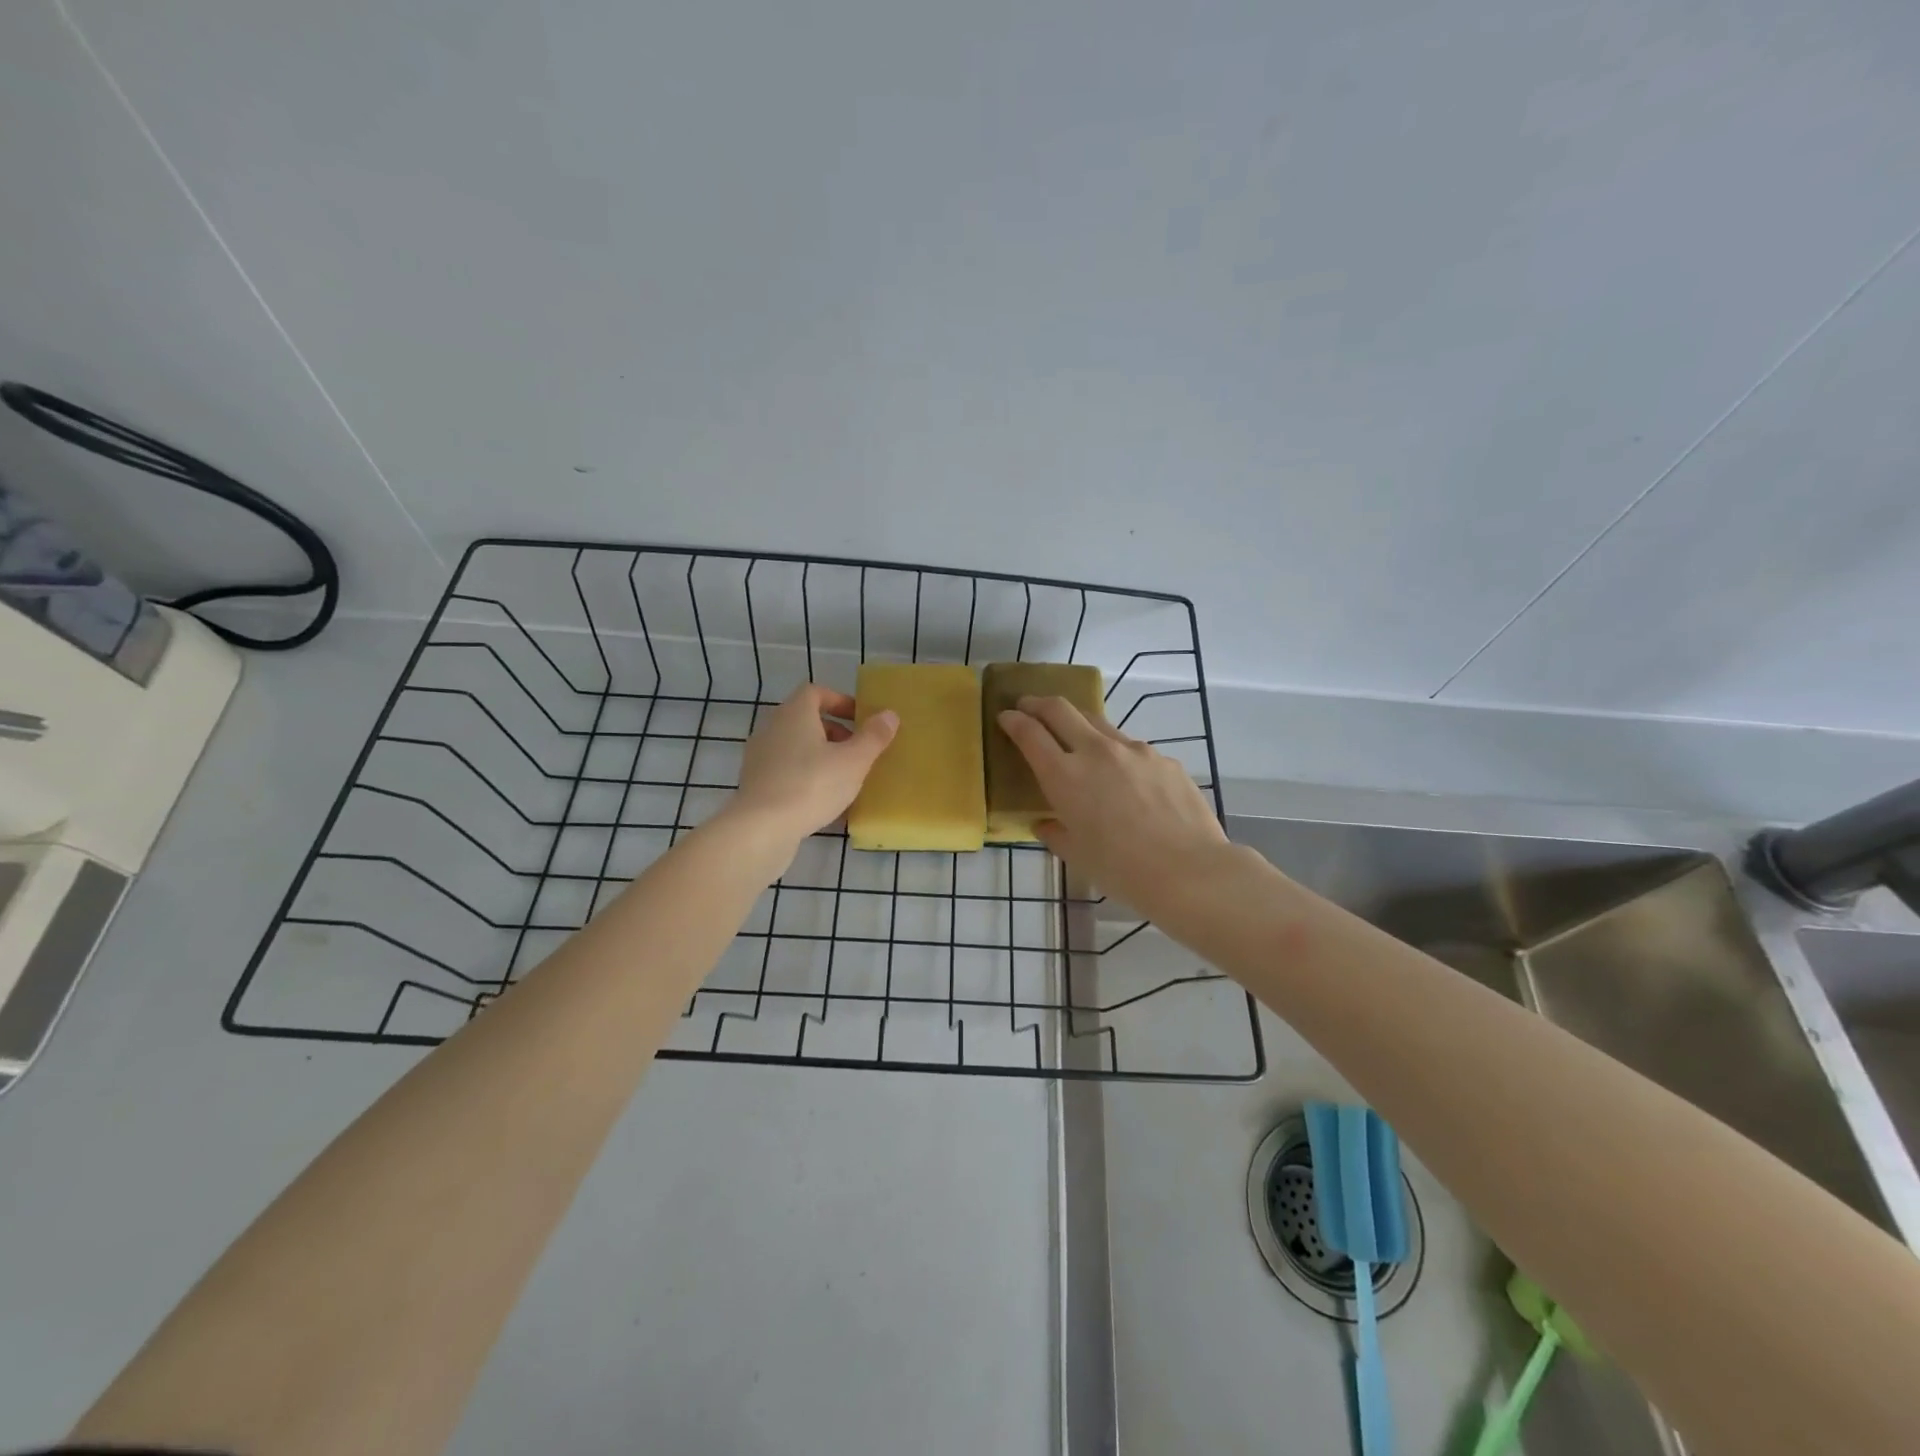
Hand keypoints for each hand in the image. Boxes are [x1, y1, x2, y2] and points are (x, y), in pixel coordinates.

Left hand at [728, 684, 898, 849]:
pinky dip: (806, 778)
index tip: (860, 719)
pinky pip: (786, 772)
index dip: (840, 701)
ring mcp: (759, 757)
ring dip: (820, 757)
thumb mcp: (854, 761)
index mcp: (794, 714)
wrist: (761, 829)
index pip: (815, 692)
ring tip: (844, 779)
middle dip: (834, 733)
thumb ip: (873, 736)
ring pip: (796, 748)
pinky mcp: (755, 784)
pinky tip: (824, 802)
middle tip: (857, 751)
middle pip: (805, 720)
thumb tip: (889, 715)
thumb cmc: (812, 785)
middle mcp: (772, 728)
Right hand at [996, 696, 1228, 914]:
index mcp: (1065, 776)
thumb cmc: (1122, 870)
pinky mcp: (1164, 759)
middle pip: (1060, 709)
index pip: (1029, 733)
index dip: (1013, 721)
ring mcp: (1134, 750)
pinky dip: (1118, 755)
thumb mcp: (1076, 855)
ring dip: (1079, 724)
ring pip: (1098, 723)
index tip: (1006, 717)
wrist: (1189, 871)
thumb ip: (1054, 833)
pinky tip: (1127, 781)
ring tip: (1077, 740)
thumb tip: (1045, 823)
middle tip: (1029, 706)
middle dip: (1038, 703)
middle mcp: (1096, 751)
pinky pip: (1132, 749)